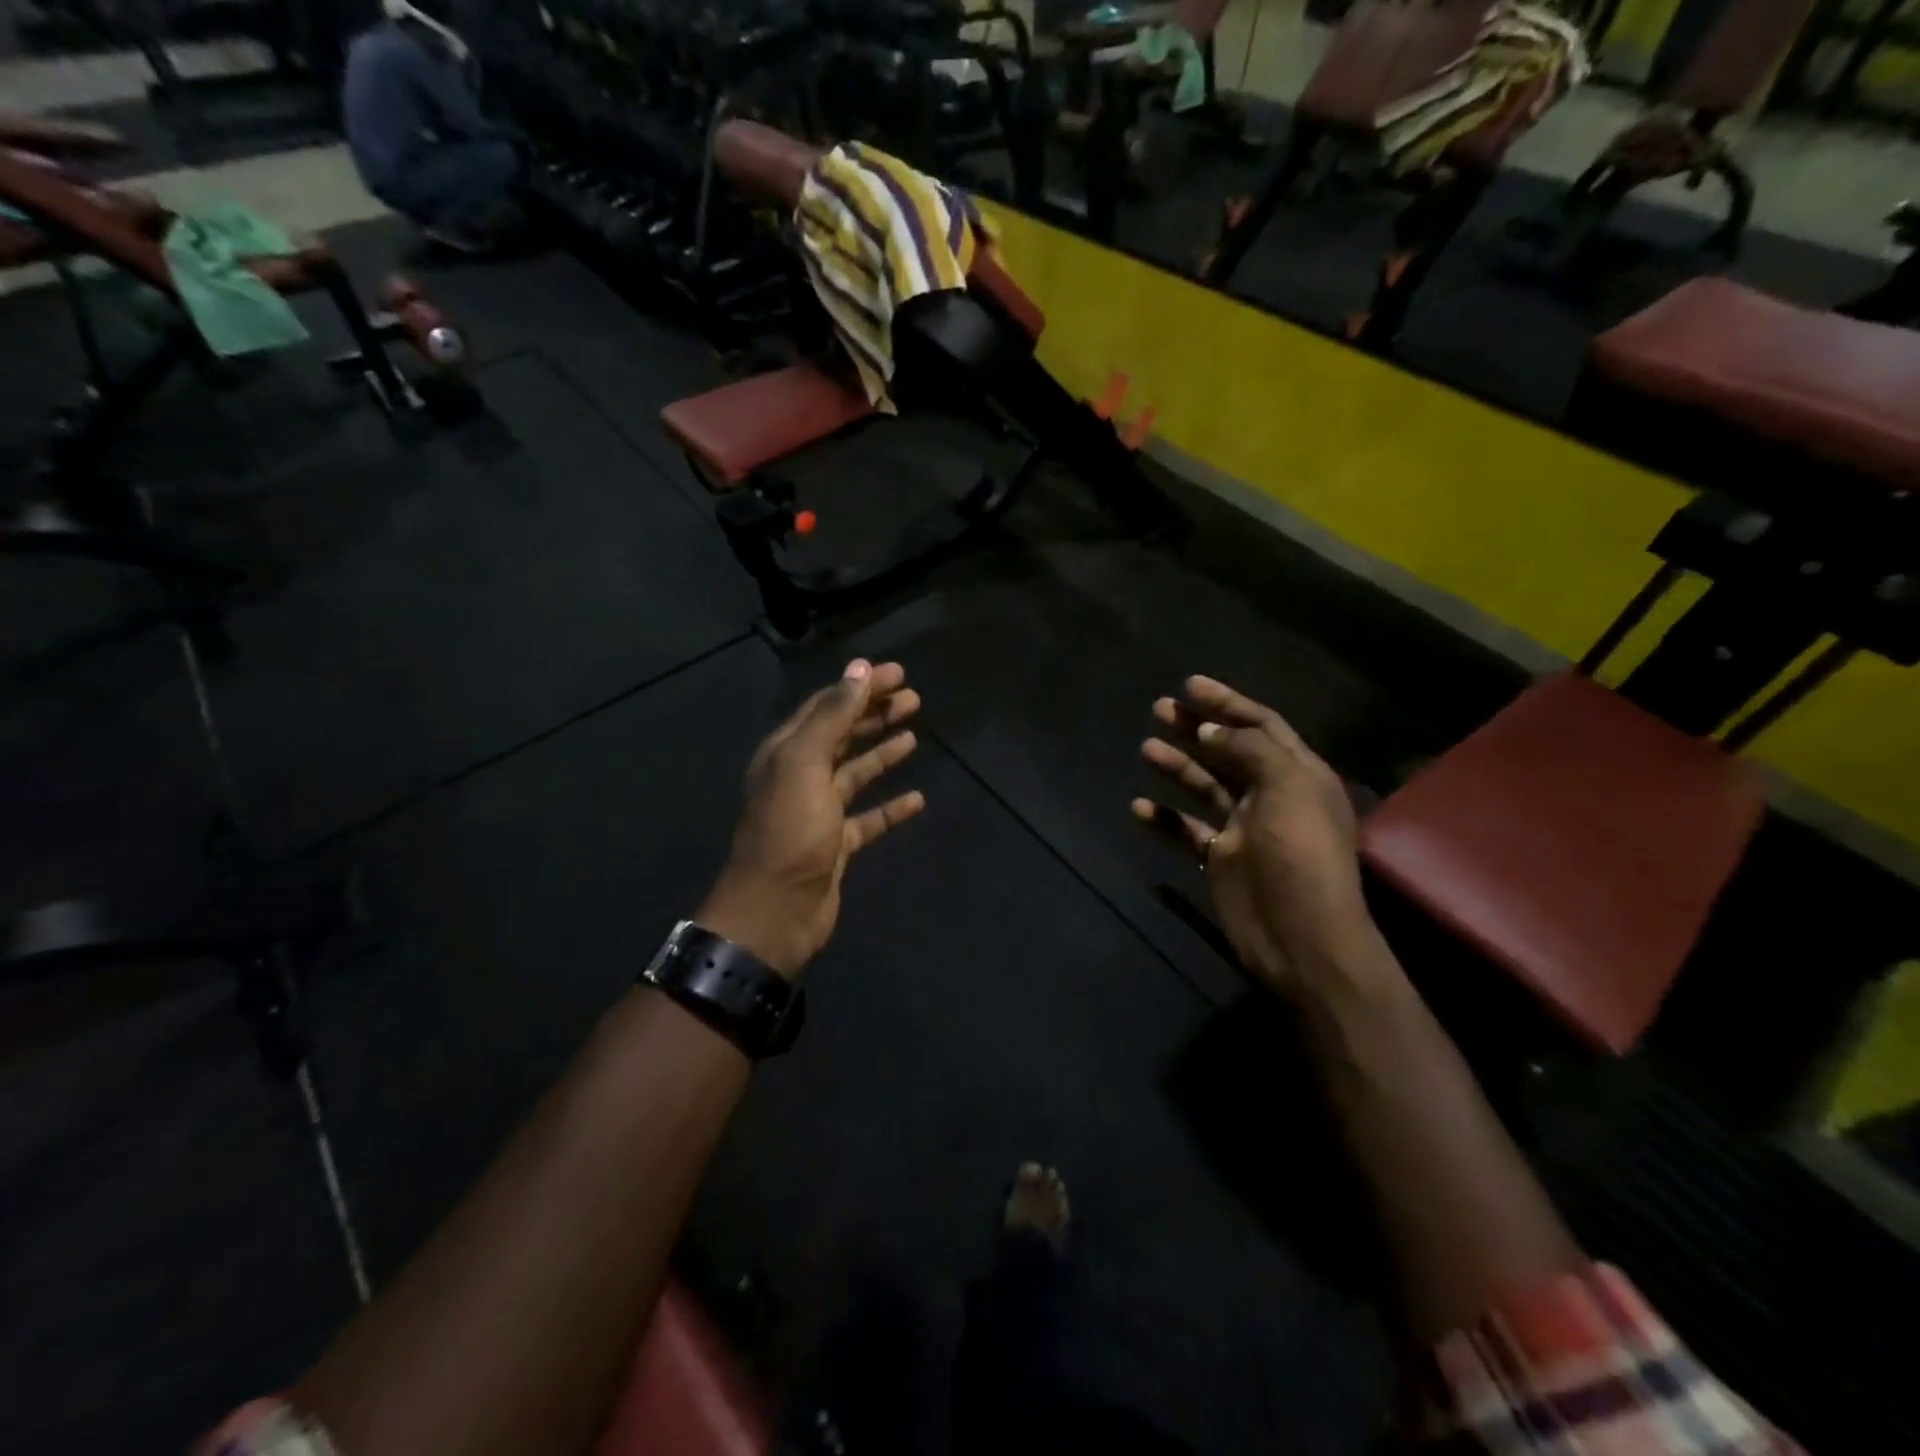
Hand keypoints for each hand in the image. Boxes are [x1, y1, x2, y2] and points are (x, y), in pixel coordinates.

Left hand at [698, 660, 925, 977]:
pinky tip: (917, 798)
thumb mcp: (805, 764)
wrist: (775, 911)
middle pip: (843, 735)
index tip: (898, 672)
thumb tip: (859, 669)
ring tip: (914, 732)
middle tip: (914, 698)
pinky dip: (891, 807)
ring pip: (856, 772)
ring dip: (883, 751)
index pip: (827, 706)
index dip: (861, 686)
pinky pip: (869, 817)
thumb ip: (832, 716)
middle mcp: (801, 776)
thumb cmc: (789, 831)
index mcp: (787, 752)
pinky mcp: (837, 844)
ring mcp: (819, 812)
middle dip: (875, 713)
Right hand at [1132, 675, 1377, 1001]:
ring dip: (1177, 765)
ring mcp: (1243, 827)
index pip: (1262, 726)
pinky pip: (1186, 829)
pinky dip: (1164, 817)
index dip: (1228, 703)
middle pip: (1229, 750)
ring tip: (1146, 747)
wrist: (1300, 937)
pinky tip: (1139, 806)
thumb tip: (1211, 729)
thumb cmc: (1300, 854)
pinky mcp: (1220, 857)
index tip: (1190, 685)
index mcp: (1298, 773)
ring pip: (1205, 785)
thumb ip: (1249, 750)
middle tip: (1160, 708)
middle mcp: (1271, 794)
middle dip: (1197, 727)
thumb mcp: (1288, 787)